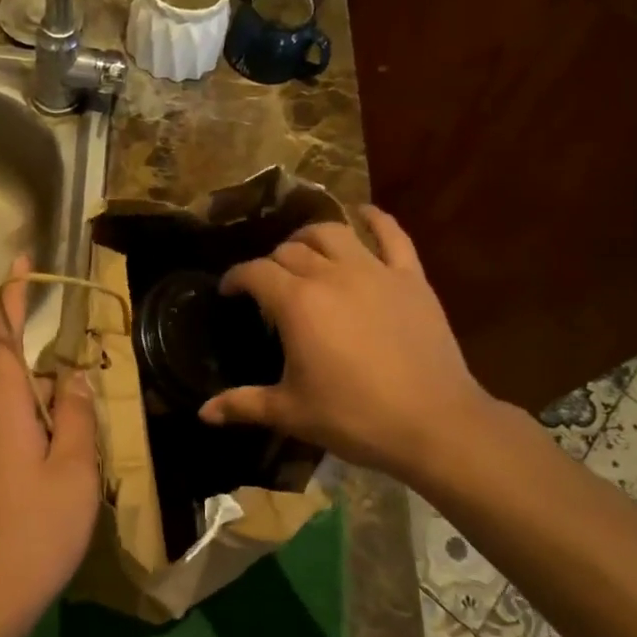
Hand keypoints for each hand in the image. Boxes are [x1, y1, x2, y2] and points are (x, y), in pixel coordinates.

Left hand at [0, 255, 99, 631]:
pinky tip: (65, 470)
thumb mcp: (73, 467)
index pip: (2, 338)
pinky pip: (13, 434)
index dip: (11, 297)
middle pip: (19, 376)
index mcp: (2, 407)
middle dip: (56, 378)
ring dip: (52, 412)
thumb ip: (76, 414)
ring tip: (86, 447)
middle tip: (94, 401)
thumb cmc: (37, 527)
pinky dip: (41, 434)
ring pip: (20, 409)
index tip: (23, 263)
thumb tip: (73, 375)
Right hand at [199, 208, 499, 485]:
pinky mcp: (410, 277)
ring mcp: (375, 271)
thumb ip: (243, 404)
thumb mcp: (290, 412)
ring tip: (303, 252)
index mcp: (297, 303)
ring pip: (332, 233)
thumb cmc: (353, 418)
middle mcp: (331, 275)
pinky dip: (375, 219)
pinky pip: (392, 234)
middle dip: (270, 262)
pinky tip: (363, 213)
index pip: (255, 273)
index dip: (236, 278)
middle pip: (290, 251)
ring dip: (310, 237)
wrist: (432, 423)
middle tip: (267, 284)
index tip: (229, 291)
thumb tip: (204, 413)